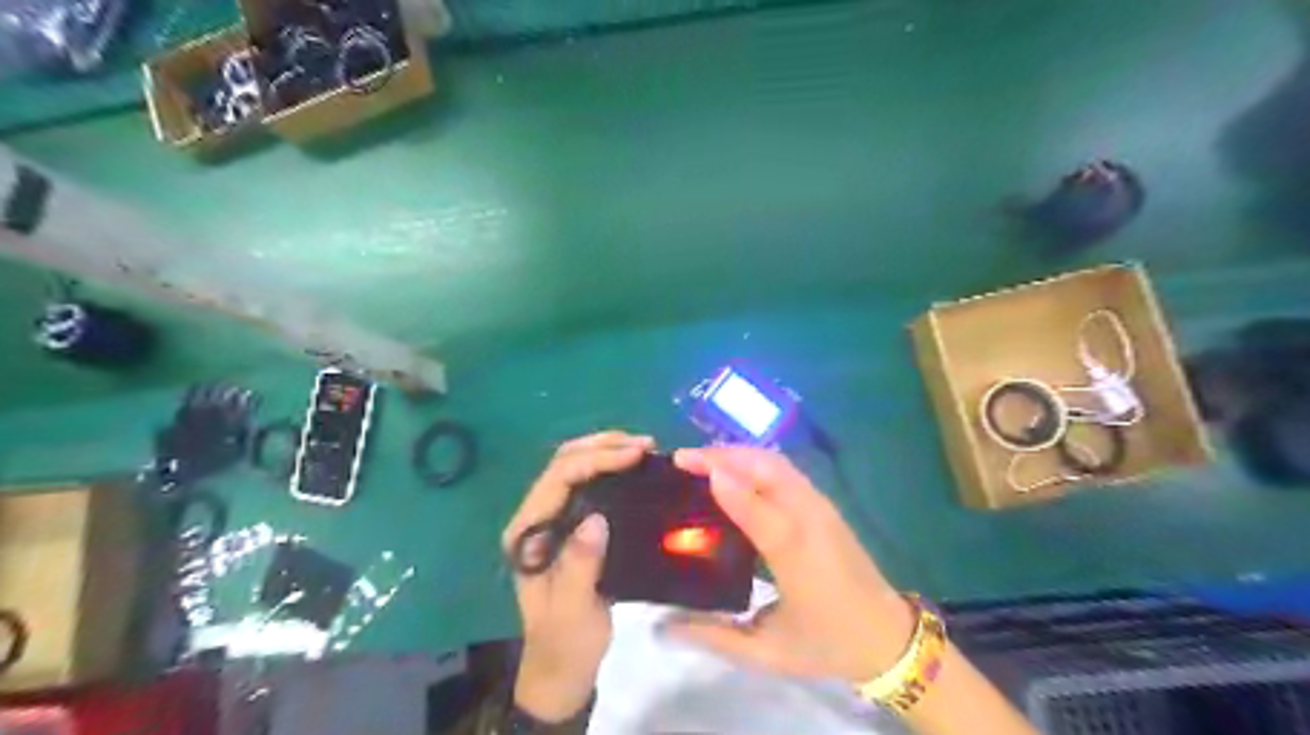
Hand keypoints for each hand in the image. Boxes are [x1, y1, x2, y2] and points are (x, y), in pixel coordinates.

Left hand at [502, 431, 654, 724]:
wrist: (562, 668)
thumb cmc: (566, 642)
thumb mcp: (573, 610)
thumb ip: (580, 564)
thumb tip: (597, 518)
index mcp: (528, 532)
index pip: (558, 478)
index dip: (596, 459)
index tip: (636, 456)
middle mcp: (535, 517)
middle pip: (564, 462)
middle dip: (603, 445)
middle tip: (645, 445)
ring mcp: (552, 519)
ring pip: (575, 467)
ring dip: (607, 451)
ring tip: (644, 449)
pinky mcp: (571, 525)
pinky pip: (588, 483)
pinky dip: (611, 468)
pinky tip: (635, 469)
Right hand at [661, 448, 913, 683]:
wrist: (888, 637)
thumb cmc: (827, 644)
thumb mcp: (768, 652)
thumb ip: (714, 637)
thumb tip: (665, 624)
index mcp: (798, 558)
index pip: (760, 511)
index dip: (726, 484)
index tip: (685, 467)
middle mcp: (812, 521)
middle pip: (769, 469)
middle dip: (723, 456)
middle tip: (682, 460)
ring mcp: (821, 508)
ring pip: (777, 463)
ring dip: (737, 455)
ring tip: (700, 461)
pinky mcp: (824, 505)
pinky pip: (786, 470)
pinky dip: (754, 462)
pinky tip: (733, 472)